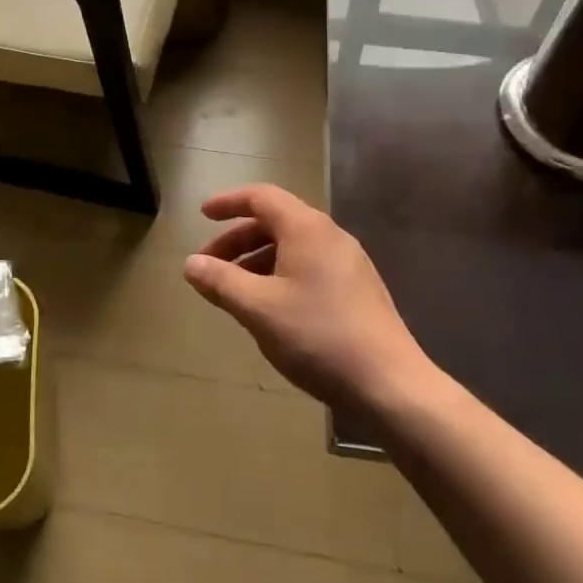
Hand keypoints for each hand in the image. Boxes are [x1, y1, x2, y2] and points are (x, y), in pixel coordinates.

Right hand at [184, 184, 429, 409]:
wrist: (391, 384)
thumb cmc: (318, 337)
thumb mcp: (259, 309)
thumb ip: (221, 282)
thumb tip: (191, 263)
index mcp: (306, 228)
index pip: (261, 197)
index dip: (228, 202)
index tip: (202, 215)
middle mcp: (330, 235)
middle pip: (276, 221)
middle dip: (238, 239)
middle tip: (210, 265)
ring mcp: (348, 262)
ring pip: (293, 246)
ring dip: (258, 260)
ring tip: (234, 291)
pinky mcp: (358, 289)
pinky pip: (309, 266)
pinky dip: (280, 274)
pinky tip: (270, 307)